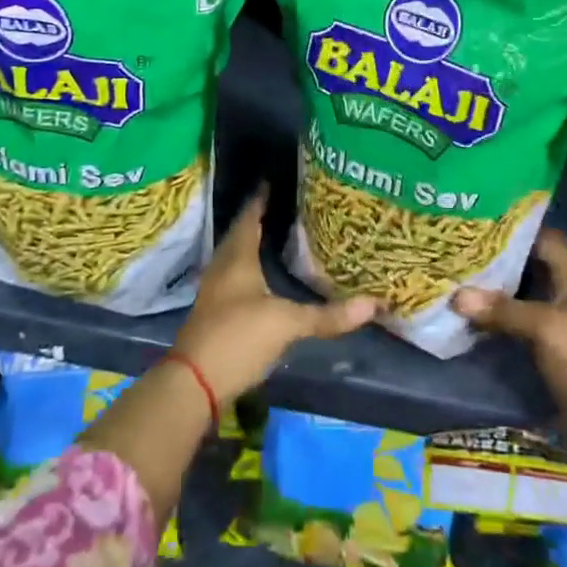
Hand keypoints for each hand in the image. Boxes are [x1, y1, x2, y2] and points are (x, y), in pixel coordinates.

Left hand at [173, 185, 378, 403]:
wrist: (193, 385)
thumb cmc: (238, 338)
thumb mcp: (286, 324)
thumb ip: (327, 315)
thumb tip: (374, 304)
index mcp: (237, 259)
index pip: (248, 219)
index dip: (260, 201)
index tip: (271, 182)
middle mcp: (222, 269)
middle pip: (238, 236)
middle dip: (256, 220)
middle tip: (280, 207)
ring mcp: (214, 293)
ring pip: (233, 258)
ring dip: (250, 245)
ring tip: (273, 237)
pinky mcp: (213, 315)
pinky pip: (231, 279)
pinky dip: (247, 270)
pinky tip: (260, 278)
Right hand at [451, 228, 566, 426]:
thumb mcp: (544, 329)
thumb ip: (502, 309)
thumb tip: (456, 296)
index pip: (549, 239)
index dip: (519, 230)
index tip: (485, 224)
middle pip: (541, 263)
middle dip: (511, 255)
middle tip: (475, 248)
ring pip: (534, 289)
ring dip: (507, 283)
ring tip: (471, 273)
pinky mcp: (560, 343)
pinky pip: (530, 315)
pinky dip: (509, 309)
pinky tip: (484, 309)